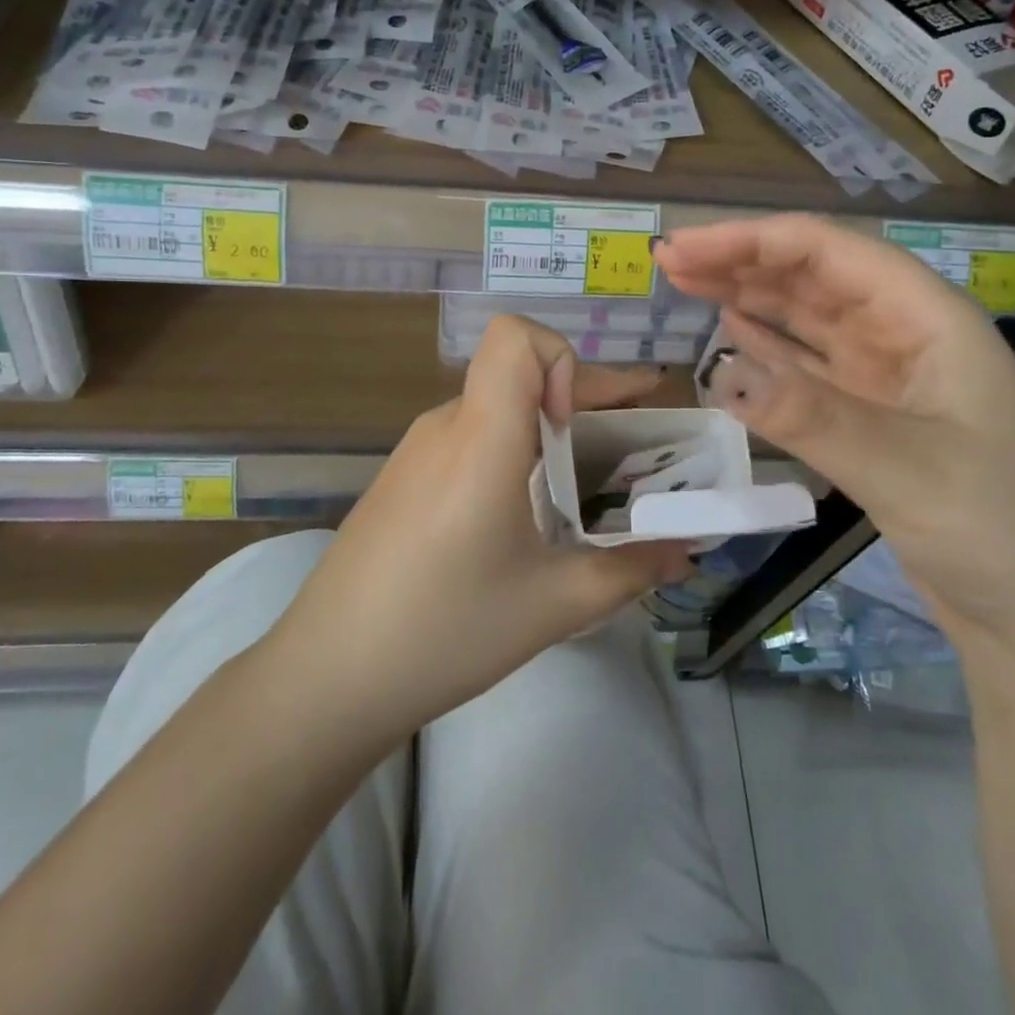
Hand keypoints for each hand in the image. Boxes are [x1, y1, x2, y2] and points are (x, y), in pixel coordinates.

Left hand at [268, 316, 693, 747]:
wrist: (327, 677)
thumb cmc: (446, 630)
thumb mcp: (553, 605)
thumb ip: (630, 571)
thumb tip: (687, 553)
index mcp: (481, 436)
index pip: (515, 336)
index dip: (563, 360)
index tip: (580, 423)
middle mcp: (446, 425)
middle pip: (517, 373)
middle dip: (582, 397)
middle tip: (635, 442)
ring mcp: (416, 450)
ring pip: (494, 407)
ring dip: (546, 428)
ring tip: (584, 484)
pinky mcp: (401, 478)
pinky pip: (468, 438)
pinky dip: (510, 452)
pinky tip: (522, 514)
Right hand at [654, 215, 1014, 644]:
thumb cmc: (1002, 531)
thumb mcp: (908, 469)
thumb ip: (813, 416)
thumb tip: (719, 372)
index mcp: (928, 318)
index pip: (830, 252)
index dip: (753, 240)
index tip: (685, 246)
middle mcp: (904, 336)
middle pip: (812, 278)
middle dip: (741, 262)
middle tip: (669, 261)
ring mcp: (886, 379)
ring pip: (805, 320)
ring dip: (748, 297)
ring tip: (687, 284)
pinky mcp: (870, 420)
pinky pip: (806, 368)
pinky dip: (766, 348)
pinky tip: (731, 333)